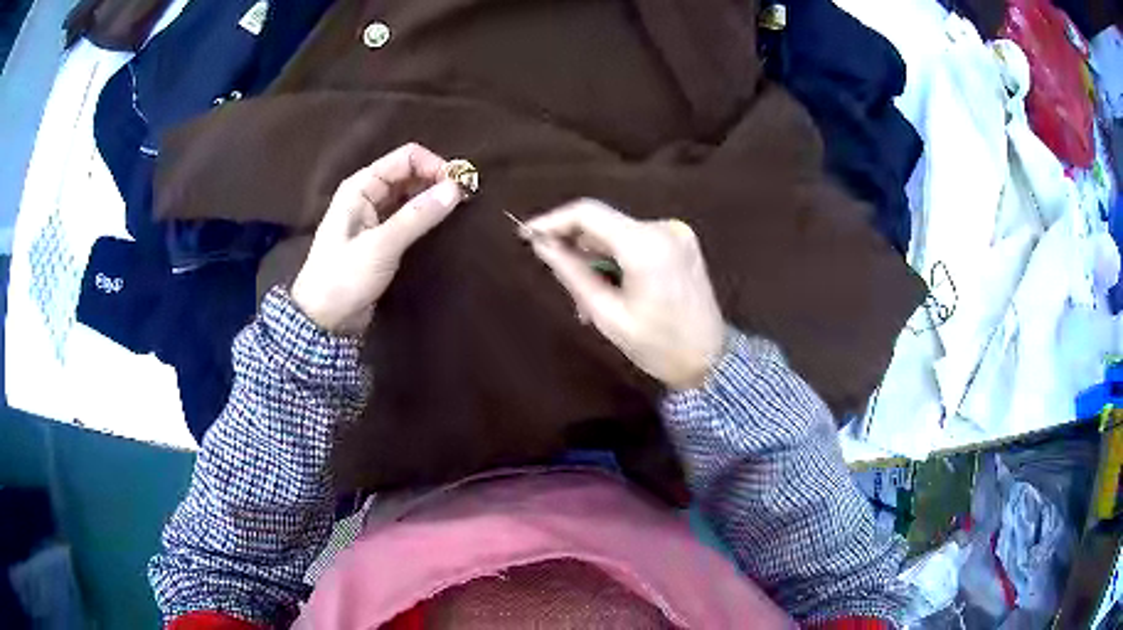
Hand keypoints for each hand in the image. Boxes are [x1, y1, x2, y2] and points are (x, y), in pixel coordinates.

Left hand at [291, 144, 465, 332]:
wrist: (324, 320)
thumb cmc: (344, 278)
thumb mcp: (381, 246)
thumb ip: (417, 216)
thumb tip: (456, 188)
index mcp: (361, 186)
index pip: (406, 158)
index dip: (435, 165)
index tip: (460, 186)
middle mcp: (368, 194)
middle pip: (410, 173)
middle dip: (438, 180)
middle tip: (466, 198)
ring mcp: (374, 216)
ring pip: (410, 194)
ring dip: (433, 197)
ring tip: (460, 210)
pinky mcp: (381, 238)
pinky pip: (408, 215)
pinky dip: (425, 215)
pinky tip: (442, 223)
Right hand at [524, 199, 725, 389]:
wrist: (711, 360)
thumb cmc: (658, 347)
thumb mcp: (607, 315)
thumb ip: (573, 274)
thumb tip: (541, 245)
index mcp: (646, 246)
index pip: (588, 214)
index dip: (553, 220)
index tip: (526, 234)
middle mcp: (663, 228)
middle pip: (602, 222)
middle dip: (574, 245)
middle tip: (558, 277)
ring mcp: (676, 232)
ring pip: (617, 232)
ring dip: (595, 256)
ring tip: (586, 297)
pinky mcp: (680, 241)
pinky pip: (635, 240)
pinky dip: (616, 258)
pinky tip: (611, 286)